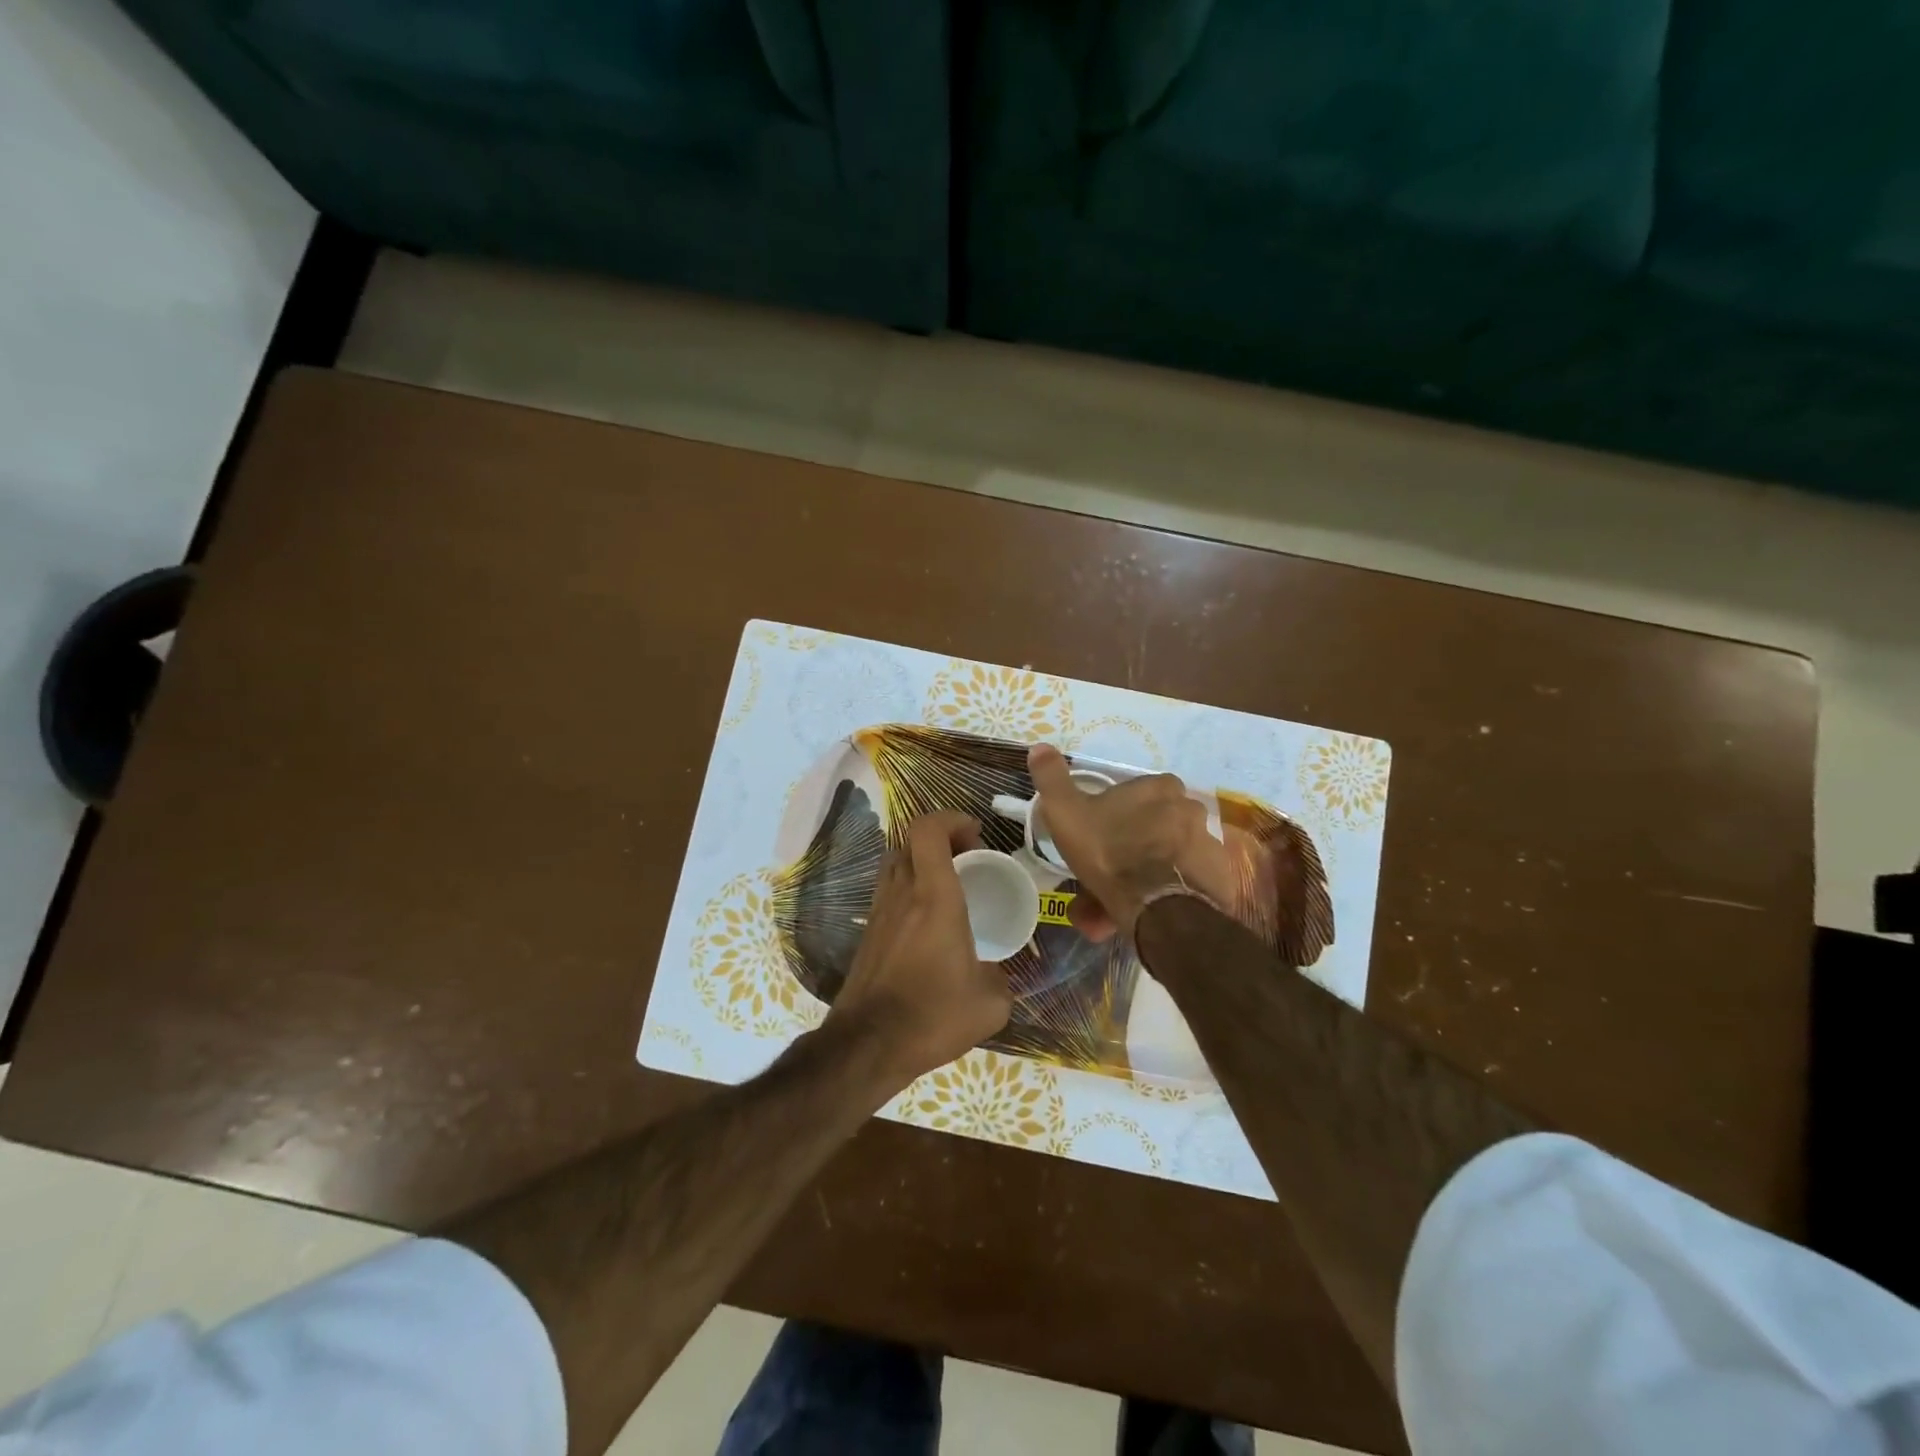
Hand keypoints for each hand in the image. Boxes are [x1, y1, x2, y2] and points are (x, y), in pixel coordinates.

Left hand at [828, 810, 1012, 1087]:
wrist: (868, 1045)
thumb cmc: (933, 1016)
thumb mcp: (990, 1004)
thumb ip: (1002, 979)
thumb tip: (999, 975)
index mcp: (935, 897)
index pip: (928, 829)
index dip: (952, 819)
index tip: (977, 835)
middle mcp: (902, 893)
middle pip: (910, 840)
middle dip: (942, 838)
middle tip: (968, 860)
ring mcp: (879, 911)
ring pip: (895, 862)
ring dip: (922, 861)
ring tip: (949, 886)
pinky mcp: (868, 932)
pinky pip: (888, 890)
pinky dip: (909, 887)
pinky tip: (928, 920)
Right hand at [1028, 744, 1234, 940]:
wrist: (1155, 907)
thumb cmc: (1109, 850)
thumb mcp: (1067, 812)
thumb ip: (1053, 779)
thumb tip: (1039, 746)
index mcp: (1160, 788)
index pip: (1141, 792)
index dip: (1119, 812)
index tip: (1101, 833)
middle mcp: (1191, 810)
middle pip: (1156, 826)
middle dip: (1131, 848)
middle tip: (1106, 875)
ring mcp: (1209, 845)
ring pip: (1168, 857)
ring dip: (1146, 875)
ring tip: (1118, 904)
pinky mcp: (1218, 880)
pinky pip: (1184, 883)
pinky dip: (1165, 894)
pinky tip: (1143, 913)